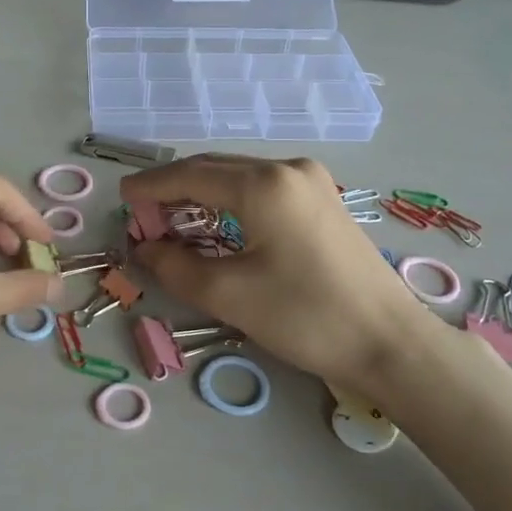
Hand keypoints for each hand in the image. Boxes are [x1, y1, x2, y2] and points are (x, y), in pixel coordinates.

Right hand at [123, 154, 466, 388]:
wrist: (390, 342)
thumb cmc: (307, 317)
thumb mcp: (230, 294)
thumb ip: (176, 266)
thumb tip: (144, 248)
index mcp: (264, 184)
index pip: (191, 175)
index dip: (151, 186)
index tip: (121, 199)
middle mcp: (288, 168)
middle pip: (214, 168)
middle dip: (174, 188)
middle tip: (142, 216)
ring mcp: (311, 180)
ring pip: (238, 175)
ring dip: (202, 193)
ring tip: (172, 219)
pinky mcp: (323, 199)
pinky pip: (262, 187)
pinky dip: (230, 199)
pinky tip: (217, 220)